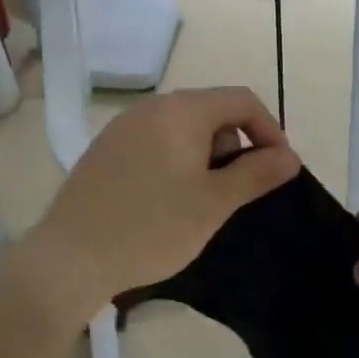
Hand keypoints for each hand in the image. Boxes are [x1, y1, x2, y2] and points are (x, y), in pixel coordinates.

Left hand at [25, 87, 299, 320]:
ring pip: (183, 129)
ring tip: (200, 202)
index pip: (242, 100)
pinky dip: (175, 163)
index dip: (269, 130)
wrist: (69, 257)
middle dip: (234, 146)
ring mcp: (123, 127)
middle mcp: (151, 107)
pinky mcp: (105, 149)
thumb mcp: (214, 203)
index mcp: (182, 110)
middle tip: (233, 193)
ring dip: (205, 157)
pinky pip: (155, 143)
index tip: (277, 169)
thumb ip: (256, 174)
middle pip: (212, 111)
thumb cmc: (151, 226)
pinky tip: (165, 202)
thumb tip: (290, 156)